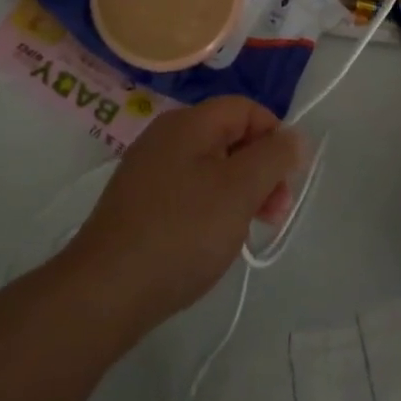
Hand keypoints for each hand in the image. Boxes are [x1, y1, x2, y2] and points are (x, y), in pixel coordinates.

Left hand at [62, 97, 304, 335]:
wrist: (105, 291)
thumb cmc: (181, 232)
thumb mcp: (240, 191)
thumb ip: (273, 158)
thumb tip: (295, 136)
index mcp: (189, 122)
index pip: (246, 109)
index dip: (274, 136)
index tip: (287, 180)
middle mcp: (166, 135)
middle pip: (229, 137)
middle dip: (260, 170)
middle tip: (275, 214)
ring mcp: (148, 169)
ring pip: (210, 167)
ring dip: (239, 192)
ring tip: (246, 232)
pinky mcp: (138, 202)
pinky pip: (188, 190)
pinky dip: (210, 208)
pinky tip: (212, 241)